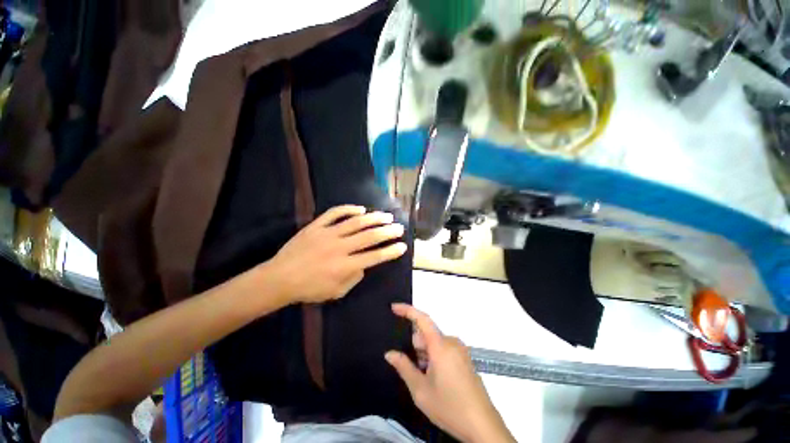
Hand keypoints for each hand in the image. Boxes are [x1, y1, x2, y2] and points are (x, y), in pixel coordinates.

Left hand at [266, 205, 406, 304]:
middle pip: (370, 236)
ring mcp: (328, 234)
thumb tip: (365, 265)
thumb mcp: (336, 292)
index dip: (391, 251)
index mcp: (346, 266)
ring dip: (374, 218)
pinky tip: (360, 209)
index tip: (402, 245)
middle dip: (388, 232)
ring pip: (356, 222)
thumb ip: (354, 278)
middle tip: (399, 228)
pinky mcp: (316, 226)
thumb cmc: (309, 289)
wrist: (279, 278)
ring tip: (386, 216)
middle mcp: (340, 247)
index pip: (375, 256)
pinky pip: (334, 213)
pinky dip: (349, 209)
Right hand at [385, 304, 514, 442]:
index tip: (393, 307)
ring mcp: (460, 350)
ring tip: (426, 379)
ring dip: (425, 354)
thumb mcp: (421, 390)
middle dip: (417, 346)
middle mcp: (451, 342)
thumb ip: (404, 367)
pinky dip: (435, 357)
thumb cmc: (449, 407)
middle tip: (416, 370)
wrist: (482, 426)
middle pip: (427, 335)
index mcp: (441, 345)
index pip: (422, 319)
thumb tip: (389, 353)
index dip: (407, 310)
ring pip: (435, 343)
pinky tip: (436, 378)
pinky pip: (444, 349)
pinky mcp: (465, 358)